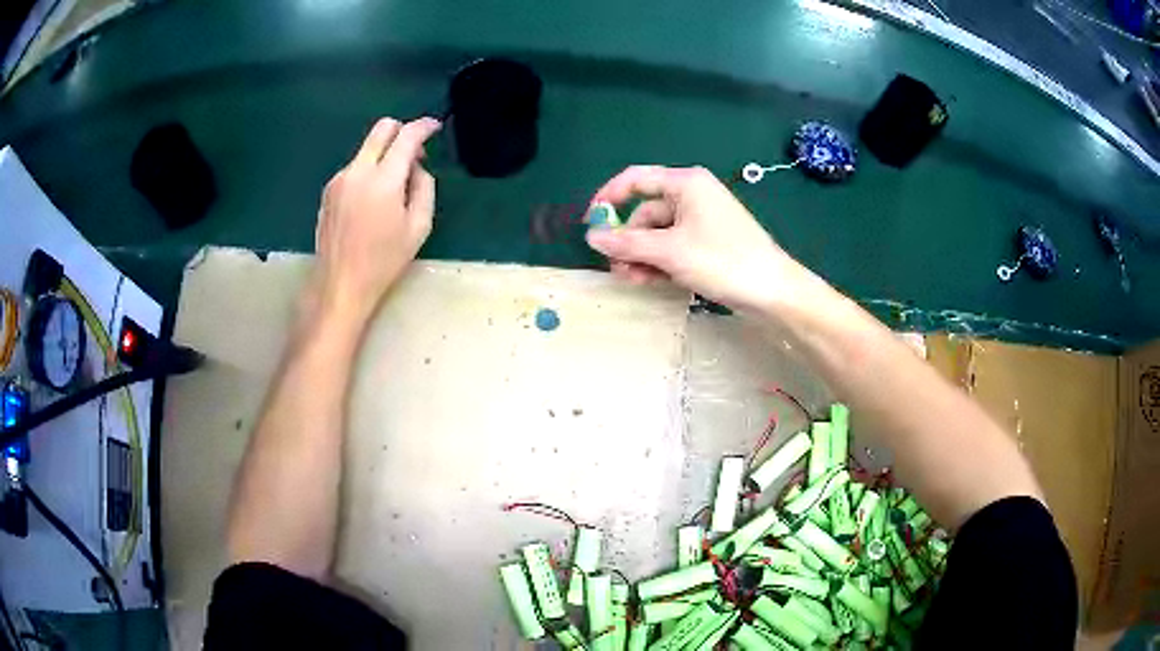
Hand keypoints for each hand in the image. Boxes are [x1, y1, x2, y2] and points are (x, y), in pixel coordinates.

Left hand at [309, 117, 441, 326]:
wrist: (340, 283)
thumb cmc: (384, 260)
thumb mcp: (418, 227)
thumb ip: (424, 188)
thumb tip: (417, 168)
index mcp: (383, 180)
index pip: (407, 137)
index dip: (424, 126)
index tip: (435, 127)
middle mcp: (358, 171)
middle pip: (381, 128)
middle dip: (402, 130)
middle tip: (414, 152)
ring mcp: (339, 179)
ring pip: (367, 149)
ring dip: (384, 155)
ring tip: (393, 188)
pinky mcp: (328, 190)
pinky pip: (355, 168)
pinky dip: (369, 171)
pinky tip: (372, 200)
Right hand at [586, 165, 793, 310]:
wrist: (772, 291)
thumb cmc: (722, 260)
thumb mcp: (669, 251)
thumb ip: (627, 242)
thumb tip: (591, 235)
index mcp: (685, 183)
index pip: (636, 179)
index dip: (608, 198)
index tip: (590, 223)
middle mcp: (692, 196)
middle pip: (646, 212)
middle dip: (628, 240)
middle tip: (617, 268)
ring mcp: (701, 221)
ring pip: (658, 234)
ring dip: (642, 256)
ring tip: (633, 280)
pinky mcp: (708, 244)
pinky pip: (673, 247)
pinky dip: (660, 262)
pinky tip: (651, 281)